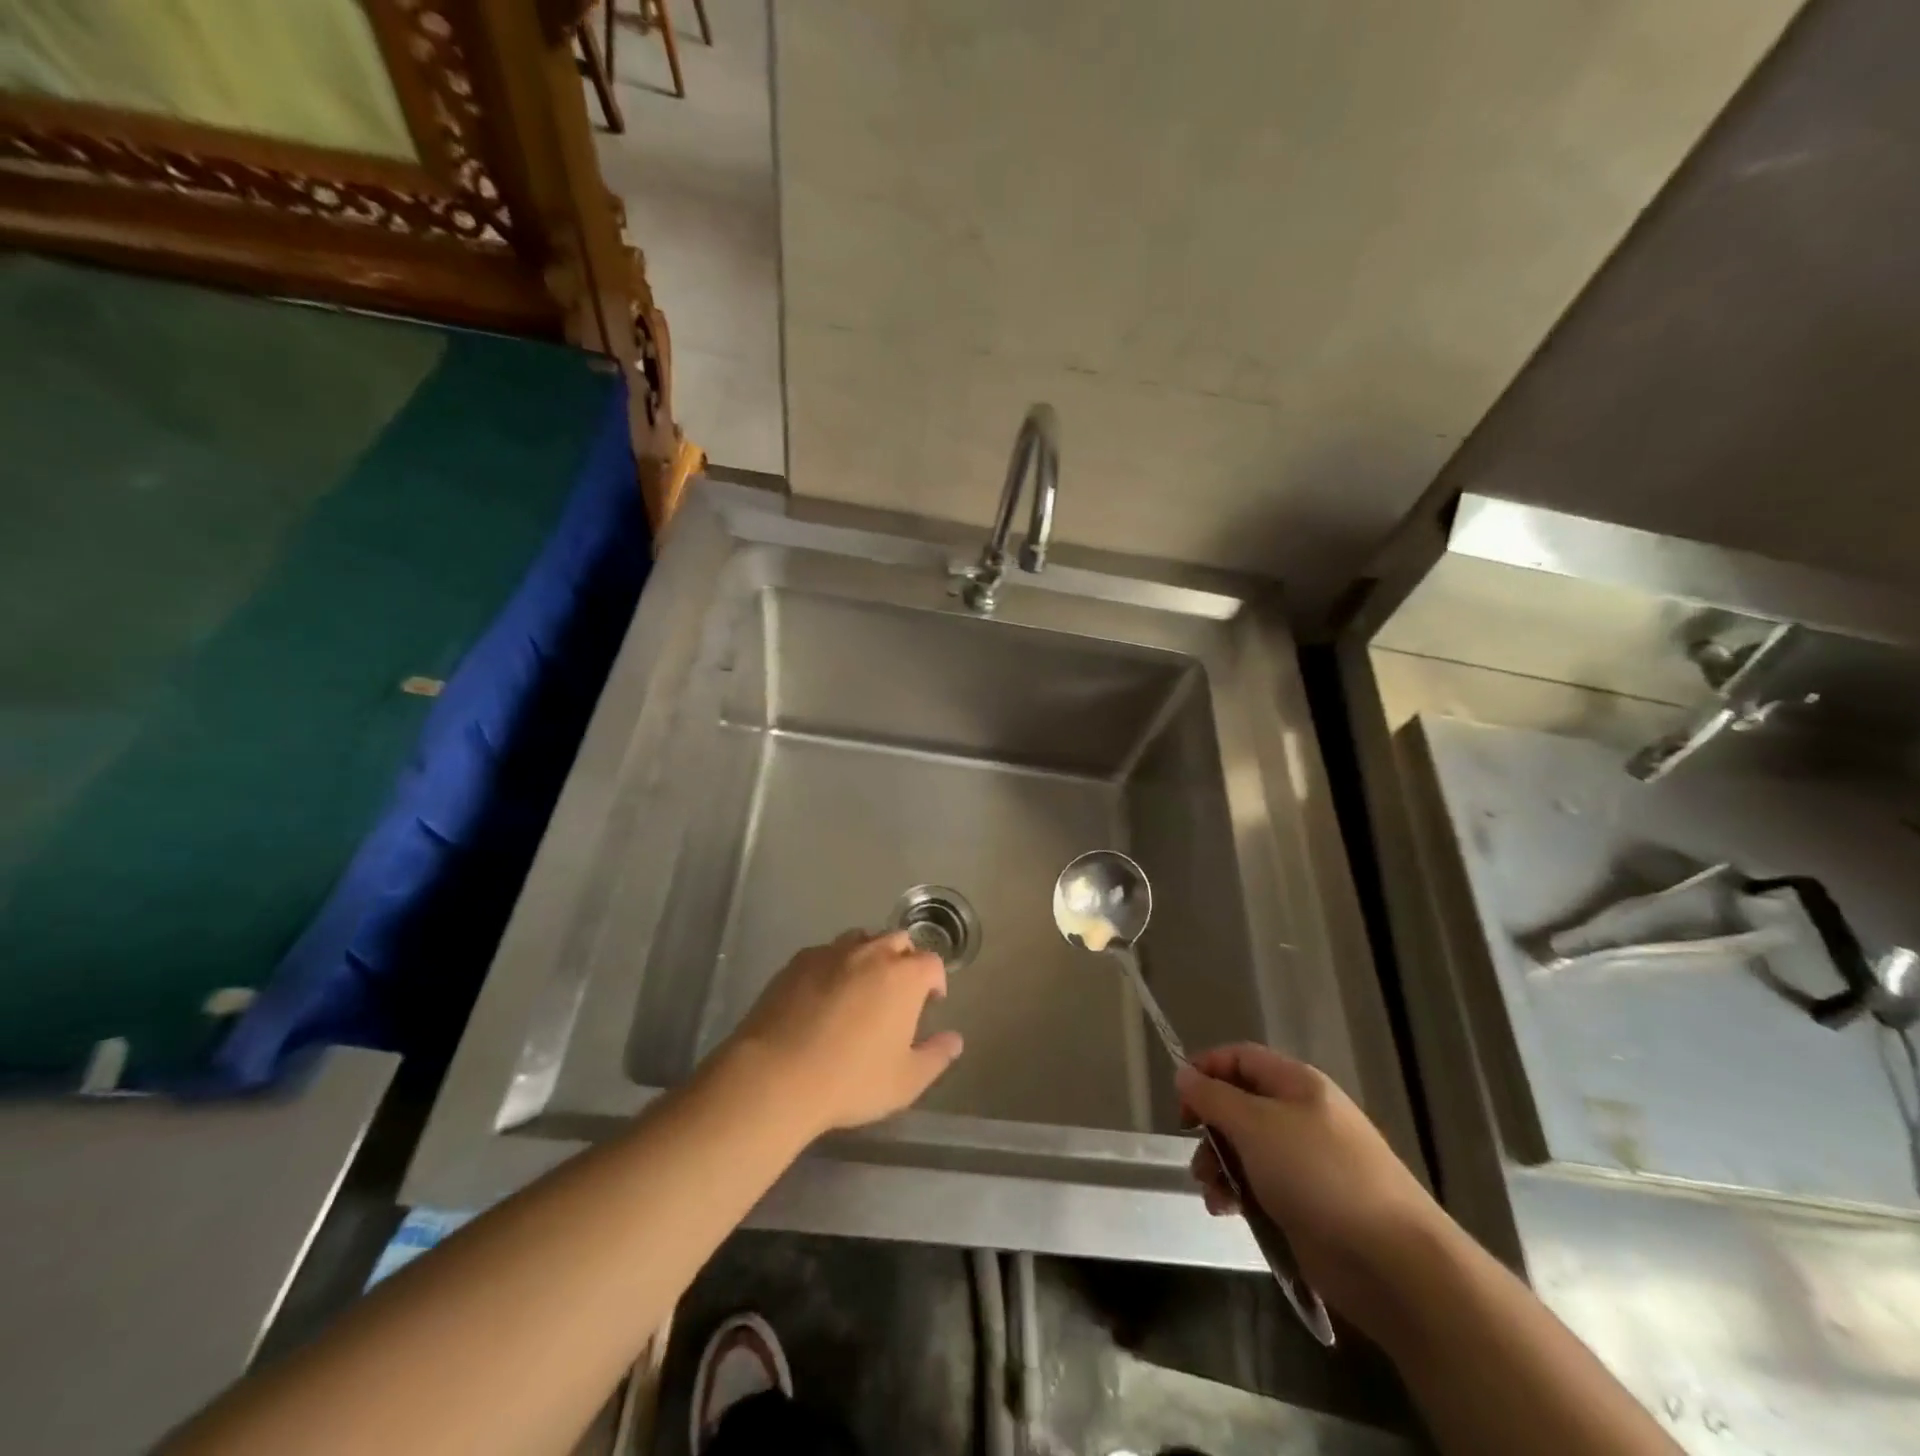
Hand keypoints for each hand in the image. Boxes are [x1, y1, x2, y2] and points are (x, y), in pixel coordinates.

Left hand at [724, 931, 963, 1135]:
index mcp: (904, 976)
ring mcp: (832, 952)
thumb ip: (936, 1056)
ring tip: (861, 987)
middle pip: (898, 940)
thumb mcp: (905, 1081)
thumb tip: (955, 1040)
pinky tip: (823, 993)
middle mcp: (872, 953)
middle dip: (904, 959)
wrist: (777, 1075)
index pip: (931, 963)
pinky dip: (834, 965)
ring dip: (869, 956)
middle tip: (898, 991)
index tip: (930, 1002)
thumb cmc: (851, 1080)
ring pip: (861, 939)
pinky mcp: (798, 961)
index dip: (935, 981)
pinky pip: (826, 953)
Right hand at [1175, 1043, 1451, 1343]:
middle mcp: (1301, 1114)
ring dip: (1219, 1166)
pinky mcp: (1308, 1203)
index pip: (1239, 1058)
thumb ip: (1213, 1097)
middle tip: (1195, 1154)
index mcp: (1295, 1083)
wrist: (1392, 1262)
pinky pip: (1260, 1185)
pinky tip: (1228, 1212)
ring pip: (1245, 1148)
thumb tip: (1183, 1073)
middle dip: (1210, 1128)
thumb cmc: (1318, 1175)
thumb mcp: (1255, 1126)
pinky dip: (1239, 1194)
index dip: (1205, 1071)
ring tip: (1212, 1194)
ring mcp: (1306, 1161)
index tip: (1180, 1102)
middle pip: (1239, 1104)